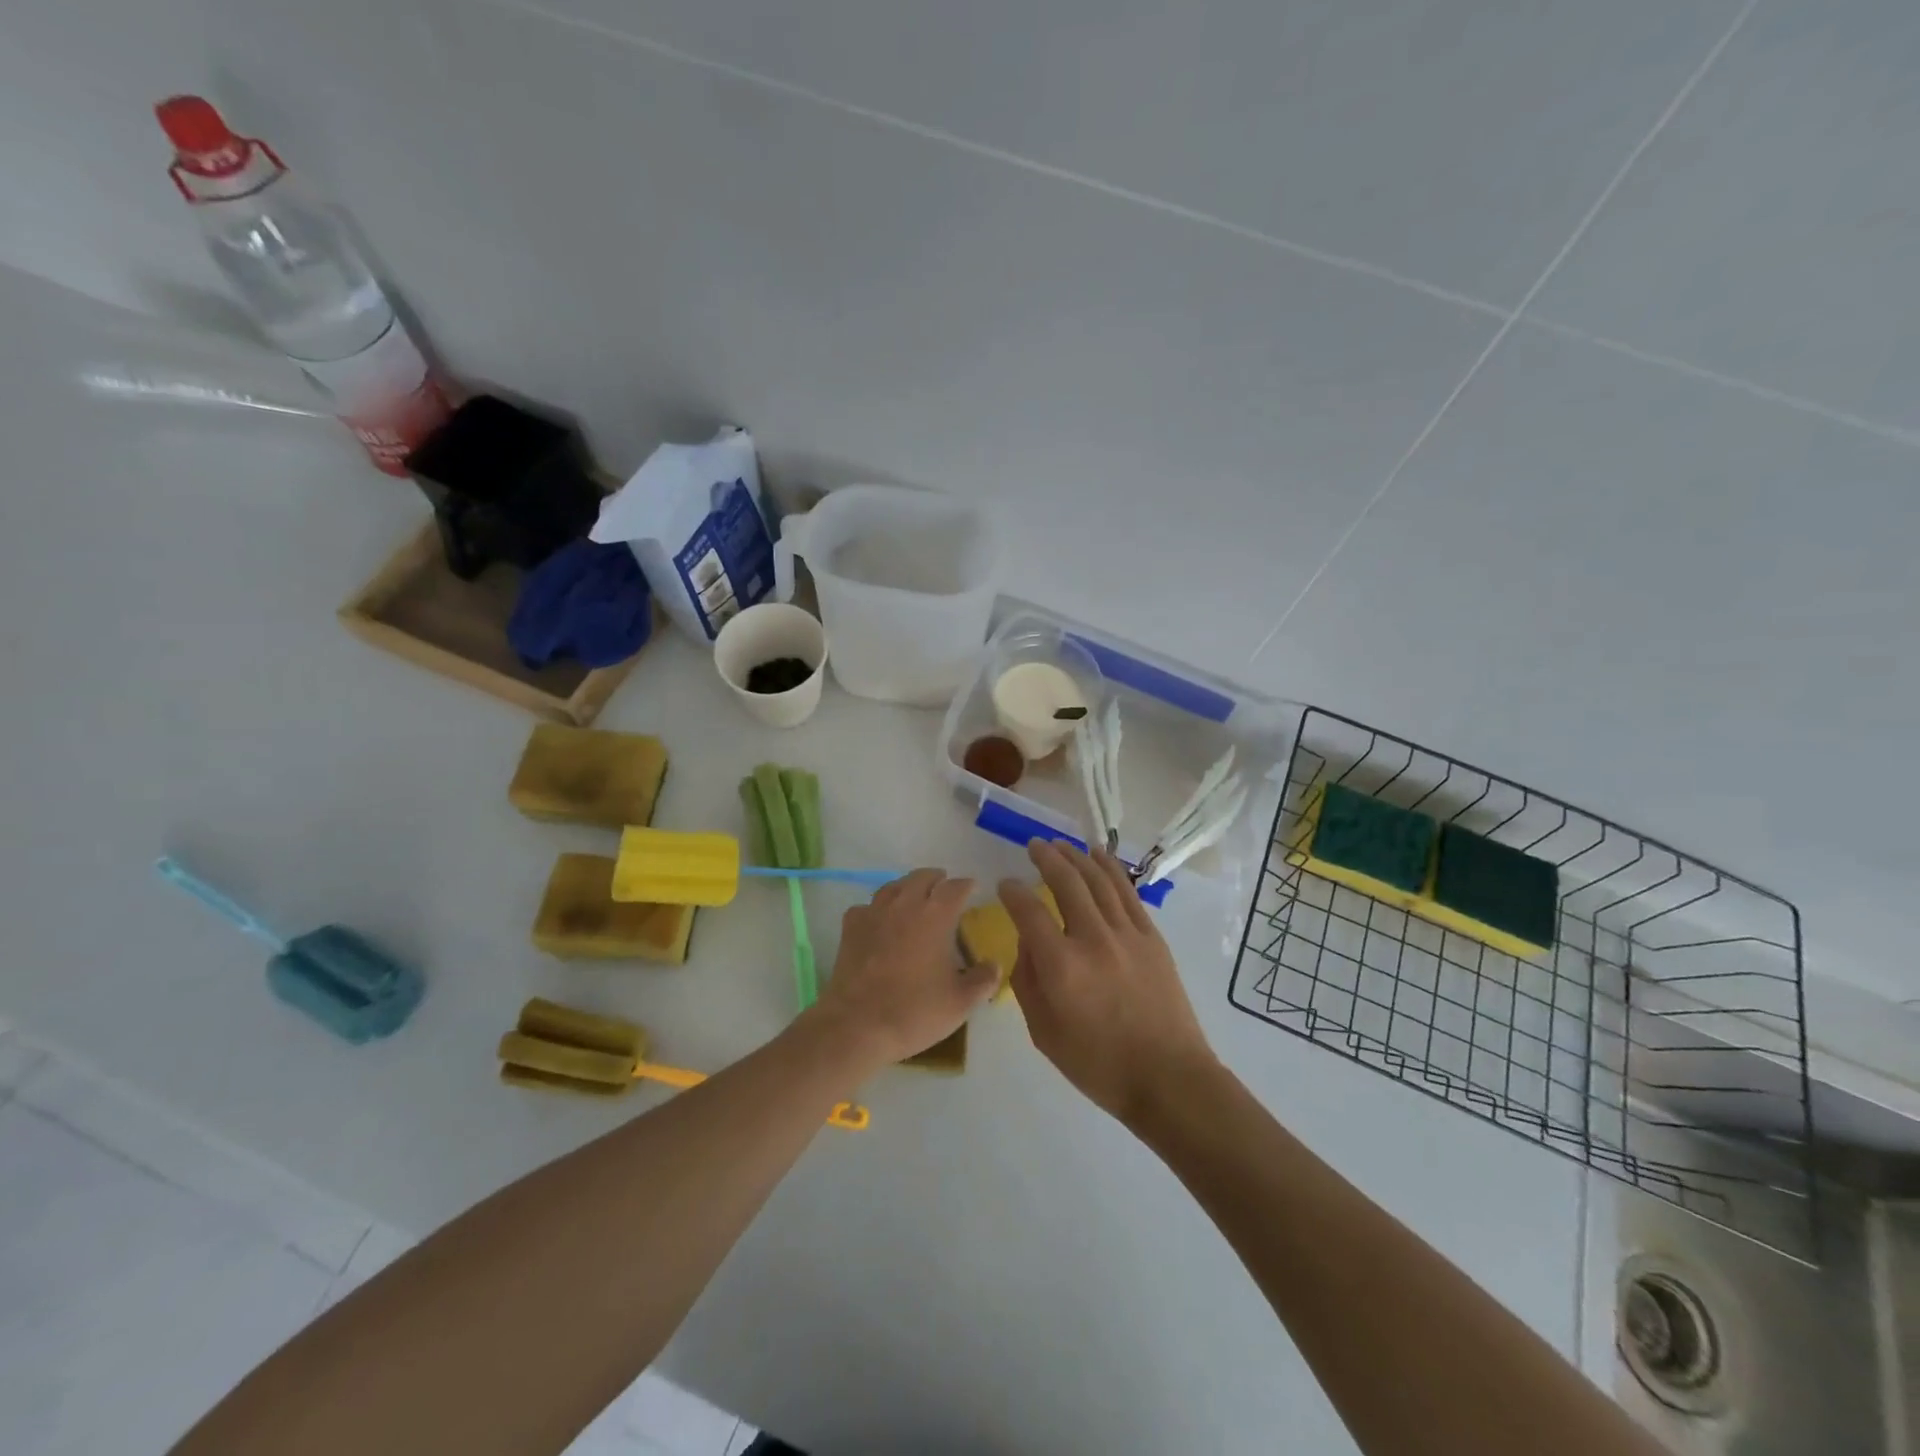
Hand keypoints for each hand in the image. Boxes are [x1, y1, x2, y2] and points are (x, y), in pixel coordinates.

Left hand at [809, 868, 998, 1071]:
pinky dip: (878, 908)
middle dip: (937, 879)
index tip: (973, 888)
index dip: (966, 885)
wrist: (857, 1025)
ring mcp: (874, 913)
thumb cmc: (915, 1011)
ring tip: (914, 898)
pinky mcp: (850, 927)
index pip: (955, 887)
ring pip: (893, 886)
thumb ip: (983, 980)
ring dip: (907, 887)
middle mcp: (905, 904)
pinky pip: (867, 906)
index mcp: (936, 915)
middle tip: (944, 889)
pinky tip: (880, 921)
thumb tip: (994, 965)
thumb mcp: (961, 1002)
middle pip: (922, 877)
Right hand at [1000, 841, 1217, 1124]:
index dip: (1012, 892)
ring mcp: (1127, 934)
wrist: (1168, 1078)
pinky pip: (1127, 892)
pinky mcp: (1151, 937)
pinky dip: (1111, 869)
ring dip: (1077, 856)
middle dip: (1046, 858)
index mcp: (1061, 966)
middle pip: (1066, 882)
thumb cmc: (1098, 1064)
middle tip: (1034, 845)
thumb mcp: (1043, 1032)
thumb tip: (1028, 941)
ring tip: (1061, 843)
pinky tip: (1100, 856)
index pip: (1028, 912)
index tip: (1005, 885)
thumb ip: (1027, 980)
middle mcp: (1093, 939)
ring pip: (1098, 880)